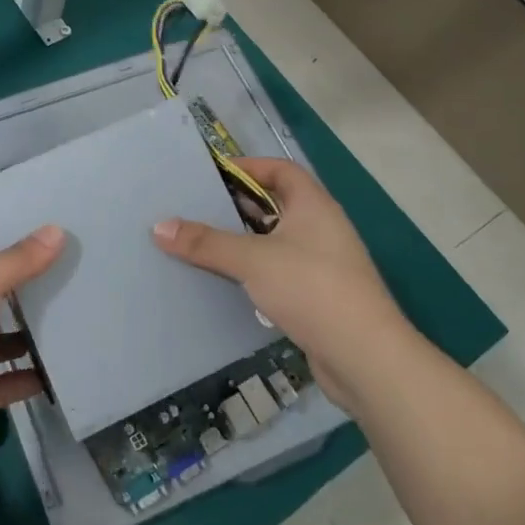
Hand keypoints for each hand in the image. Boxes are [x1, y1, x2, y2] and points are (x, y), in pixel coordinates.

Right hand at [152, 157, 412, 408]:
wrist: (365, 357)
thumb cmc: (311, 288)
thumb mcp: (252, 260)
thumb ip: (206, 242)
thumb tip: (159, 226)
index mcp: (313, 205)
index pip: (281, 170)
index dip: (249, 167)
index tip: (213, 174)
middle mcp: (322, 227)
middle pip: (276, 204)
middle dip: (239, 205)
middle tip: (198, 207)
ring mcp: (323, 263)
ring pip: (277, 240)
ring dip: (245, 241)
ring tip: (205, 242)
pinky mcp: (319, 296)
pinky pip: (280, 270)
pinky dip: (256, 270)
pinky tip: (229, 281)